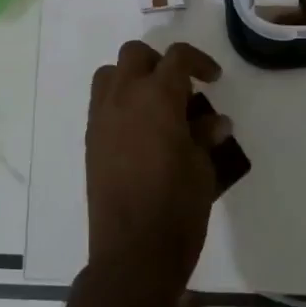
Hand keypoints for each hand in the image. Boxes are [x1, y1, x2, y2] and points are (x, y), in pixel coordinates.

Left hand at [85, 41, 230, 301]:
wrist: (133, 252)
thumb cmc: (177, 207)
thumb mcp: (203, 168)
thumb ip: (205, 136)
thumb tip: (214, 121)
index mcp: (157, 97)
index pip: (177, 57)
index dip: (199, 61)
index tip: (213, 79)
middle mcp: (124, 97)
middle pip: (136, 55)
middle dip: (160, 63)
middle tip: (181, 89)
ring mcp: (101, 118)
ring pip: (110, 74)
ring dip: (133, 78)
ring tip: (156, 106)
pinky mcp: (91, 140)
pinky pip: (101, 103)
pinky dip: (120, 102)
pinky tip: (140, 132)